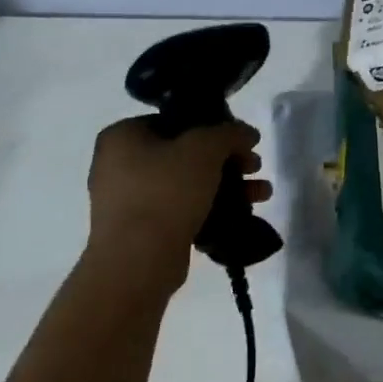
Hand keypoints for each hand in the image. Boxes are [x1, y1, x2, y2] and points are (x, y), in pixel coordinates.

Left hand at [86, 117, 269, 281]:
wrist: (137, 260)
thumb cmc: (166, 191)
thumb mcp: (204, 148)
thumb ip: (229, 133)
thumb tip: (247, 133)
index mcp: (123, 135)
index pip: (176, 121)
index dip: (214, 126)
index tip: (242, 140)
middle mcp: (120, 164)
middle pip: (186, 153)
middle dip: (228, 160)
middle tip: (255, 165)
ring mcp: (130, 200)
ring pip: (188, 183)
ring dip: (229, 186)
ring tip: (263, 193)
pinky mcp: (143, 230)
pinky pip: (183, 210)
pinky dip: (212, 209)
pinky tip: (244, 215)